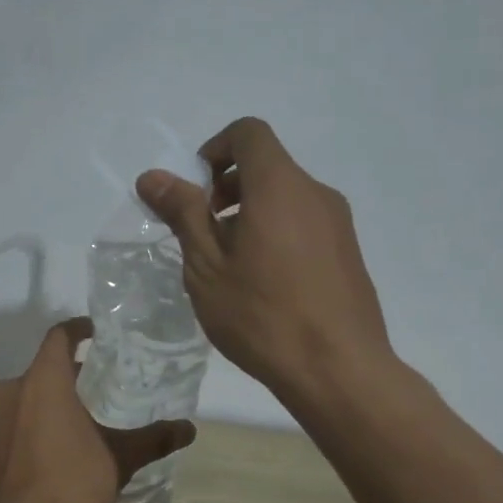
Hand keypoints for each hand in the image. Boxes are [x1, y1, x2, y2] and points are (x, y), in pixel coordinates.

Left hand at [0, 318, 195, 502]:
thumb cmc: (67, 486)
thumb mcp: (118, 461)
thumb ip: (152, 440)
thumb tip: (188, 429)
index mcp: (42, 380)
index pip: (60, 336)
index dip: (80, 329)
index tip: (99, 334)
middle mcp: (10, 390)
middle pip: (44, 368)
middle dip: (72, 375)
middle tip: (103, 388)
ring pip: (27, 395)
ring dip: (52, 401)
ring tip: (84, 421)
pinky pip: (13, 420)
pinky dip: (34, 423)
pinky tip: (57, 450)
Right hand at [137, 117, 391, 405]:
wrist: (338, 369)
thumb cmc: (262, 316)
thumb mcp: (207, 267)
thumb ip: (183, 214)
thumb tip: (153, 176)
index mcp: (279, 186)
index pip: (248, 133)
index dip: (215, 150)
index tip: (196, 193)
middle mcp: (315, 193)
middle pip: (268, 166)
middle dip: (228, 188)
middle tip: (205, 235)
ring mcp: (338, 223)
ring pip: (286, 198)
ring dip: (252, 214)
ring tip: (232, 267)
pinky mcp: (349, 252)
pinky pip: (305, 224)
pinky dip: (278, 233)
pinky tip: (266, 285)